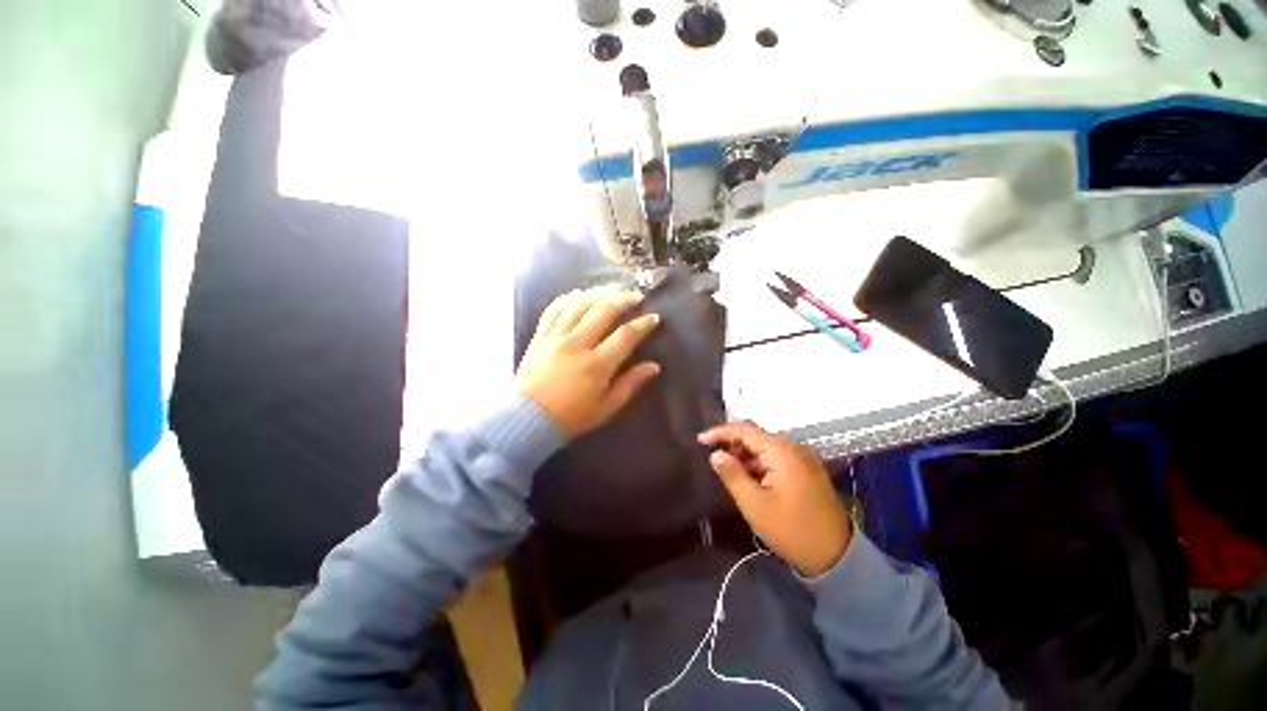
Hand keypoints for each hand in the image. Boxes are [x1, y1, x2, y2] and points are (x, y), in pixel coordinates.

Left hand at [518, 287, 661, 438]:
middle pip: (603, 311)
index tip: (654, 317)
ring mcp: (555, 337)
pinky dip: (568, 298)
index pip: (625, 336)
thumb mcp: (606, 407)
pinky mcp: (540, 336)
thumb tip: (654, 366)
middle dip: (623, 299)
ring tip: (612, 291)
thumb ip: (631, 384)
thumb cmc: (572, 417)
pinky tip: (579, 294)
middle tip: (637, 296)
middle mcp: (576, 345)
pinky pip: (554, 309)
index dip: (643, 324)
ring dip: (599, 294)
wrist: (527, 420)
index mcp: (596, 365)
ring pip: (579, 305)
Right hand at [698, 421, 851, 576]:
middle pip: (756, 437)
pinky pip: (777, 459)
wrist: (836, 556)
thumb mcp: (754, 505)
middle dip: (733, 446)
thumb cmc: (791, 529)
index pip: (744, 429)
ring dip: (746, 457)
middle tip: (716, 461)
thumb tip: (715, 454)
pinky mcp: (807, 471)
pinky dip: (760, 465)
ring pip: (766, 448)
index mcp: (781, 452)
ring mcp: (803, 459)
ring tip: (732, 475)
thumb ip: (732, 475)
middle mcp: (794, 448)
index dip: (720, 432)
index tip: (700, 441)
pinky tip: (752, 482)